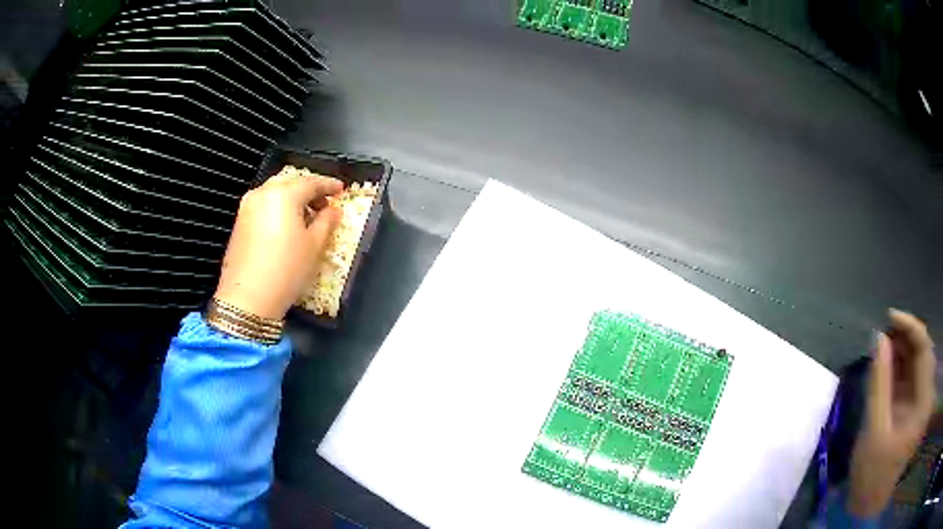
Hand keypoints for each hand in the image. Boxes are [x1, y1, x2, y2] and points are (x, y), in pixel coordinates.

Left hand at [214, 174, 342, 319]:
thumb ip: (327, 221)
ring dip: (293, 198)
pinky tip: (287, 225)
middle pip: (291, 182)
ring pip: (275, 192)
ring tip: (307, 216)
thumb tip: (333, 210)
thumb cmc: (286, 270)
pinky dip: (279, 207)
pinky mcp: (240, 221)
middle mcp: (263, 193)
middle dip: (309, 190)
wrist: (247, 299)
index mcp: (284, 194)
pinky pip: (264, 204)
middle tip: (325, 203)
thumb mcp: (314, 246)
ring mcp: (248, 206)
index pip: (311, 182)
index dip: (329, 185)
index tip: (341, 189)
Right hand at [847, 309, 936, 516]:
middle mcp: (926, 396)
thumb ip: (879, 383)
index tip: (889, 317)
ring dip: (902, 350)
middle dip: (906, 337)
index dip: (910, 327)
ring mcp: (920, 403)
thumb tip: (878, 338)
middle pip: (923, 353)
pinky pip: (910, 378)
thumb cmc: (872, 476)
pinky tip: (887, 363)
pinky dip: (899, 366)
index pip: (924, 349)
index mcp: (924, 402)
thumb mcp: (875, 431)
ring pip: (917, 363)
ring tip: (883, 343)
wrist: (866, 509)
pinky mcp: (912, 409)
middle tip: (884, 330)